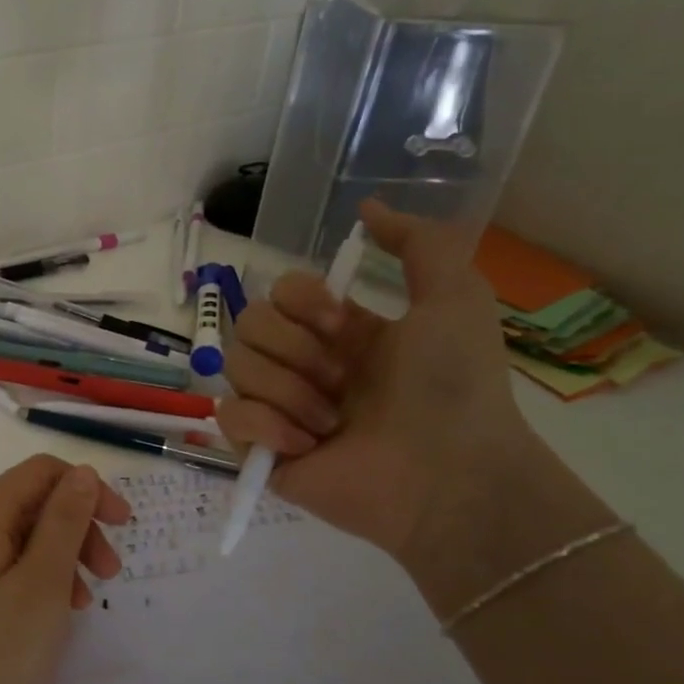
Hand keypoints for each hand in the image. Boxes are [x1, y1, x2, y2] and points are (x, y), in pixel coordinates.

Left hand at [0, 455, 130, 683]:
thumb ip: (65, 522)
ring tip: (81, 605)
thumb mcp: (41, 586)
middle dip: (76, 528)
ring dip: (58, 558)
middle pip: (29, 503)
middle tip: (109, 576)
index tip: (123, 527)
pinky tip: (47, 617)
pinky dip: (32, 580)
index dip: (87, 489)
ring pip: (16, 538)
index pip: (40, 471)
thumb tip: (83, 473)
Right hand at [217, 201, 539, 571]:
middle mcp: (304, 365)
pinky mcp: (261, 451)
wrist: (450, 476)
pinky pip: (228, 418)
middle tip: (340, 380)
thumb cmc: (455, 387)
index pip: (280, 291)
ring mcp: (280, 409)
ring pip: (236, 368)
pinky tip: (306, 446)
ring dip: (288, 391)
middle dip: (294, 348)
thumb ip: (419, 243)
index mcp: (338, 332)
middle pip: (248, 323)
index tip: (341, 323)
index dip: (300, 300)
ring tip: (331, 423)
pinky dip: (265, 427)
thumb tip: (367, 208)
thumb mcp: (455, 297)